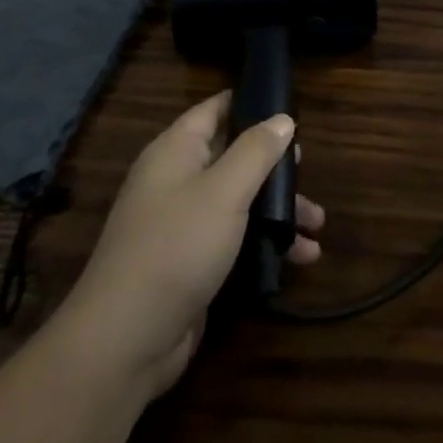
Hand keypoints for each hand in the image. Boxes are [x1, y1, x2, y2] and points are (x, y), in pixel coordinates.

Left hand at [62, 92, 323, 396]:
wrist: (125, 341)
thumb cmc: (177, 247)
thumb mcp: (225, 191)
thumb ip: (256, 151)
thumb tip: (282, 119)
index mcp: (176, 151)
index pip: (214, 110)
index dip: (249, 102)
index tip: (288, 106)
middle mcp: (176, 181)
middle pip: (232, 157)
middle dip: (273, 166)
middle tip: (306, 171)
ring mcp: (181, 224)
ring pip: (238, 202)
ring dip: (276, 210)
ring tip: (316, 225)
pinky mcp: (190, 263)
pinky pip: (234, 240)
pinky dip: (264, 243)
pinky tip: (300, 257)